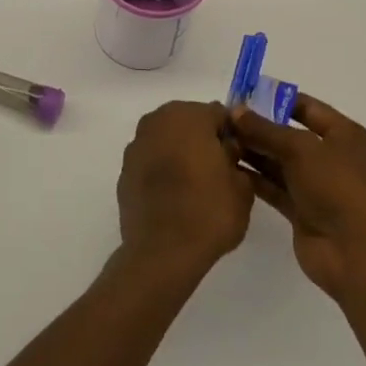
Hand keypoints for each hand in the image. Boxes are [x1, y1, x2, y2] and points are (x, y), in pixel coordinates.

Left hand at [116, 101, 252, 276]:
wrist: (163, 251)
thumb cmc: (209, 212)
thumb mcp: (241, 186)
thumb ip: (235, 157)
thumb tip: (225, 150)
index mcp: (188, 116)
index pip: (218, 114)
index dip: (231, 133)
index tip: (239, 156)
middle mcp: (157, 121)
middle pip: (188, 122)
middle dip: (203, 139)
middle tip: (219, 169)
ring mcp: (136, 146)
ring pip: (166, 140)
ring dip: (180, 153)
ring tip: (196, 184)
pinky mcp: (124, 171)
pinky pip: (151, 162)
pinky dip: (162, 170)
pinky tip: (174, 196)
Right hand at [230, 93, 365, 300]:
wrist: (355, 253)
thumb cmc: (337, 187)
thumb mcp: (301, 149)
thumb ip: (265, 129)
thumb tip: (234, 111)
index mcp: (345, 136)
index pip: (308, 108)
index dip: (277, 100)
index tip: (244, 95)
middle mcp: (333, 158)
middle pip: (290, 135)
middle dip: (259, 127)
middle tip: (224, 119)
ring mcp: (318, 186)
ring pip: (280, 162)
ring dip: (254, 152)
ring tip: (220, 141)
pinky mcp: (303, 211)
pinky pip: (275, 187)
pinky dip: (255, 178)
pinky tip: (229, 168)